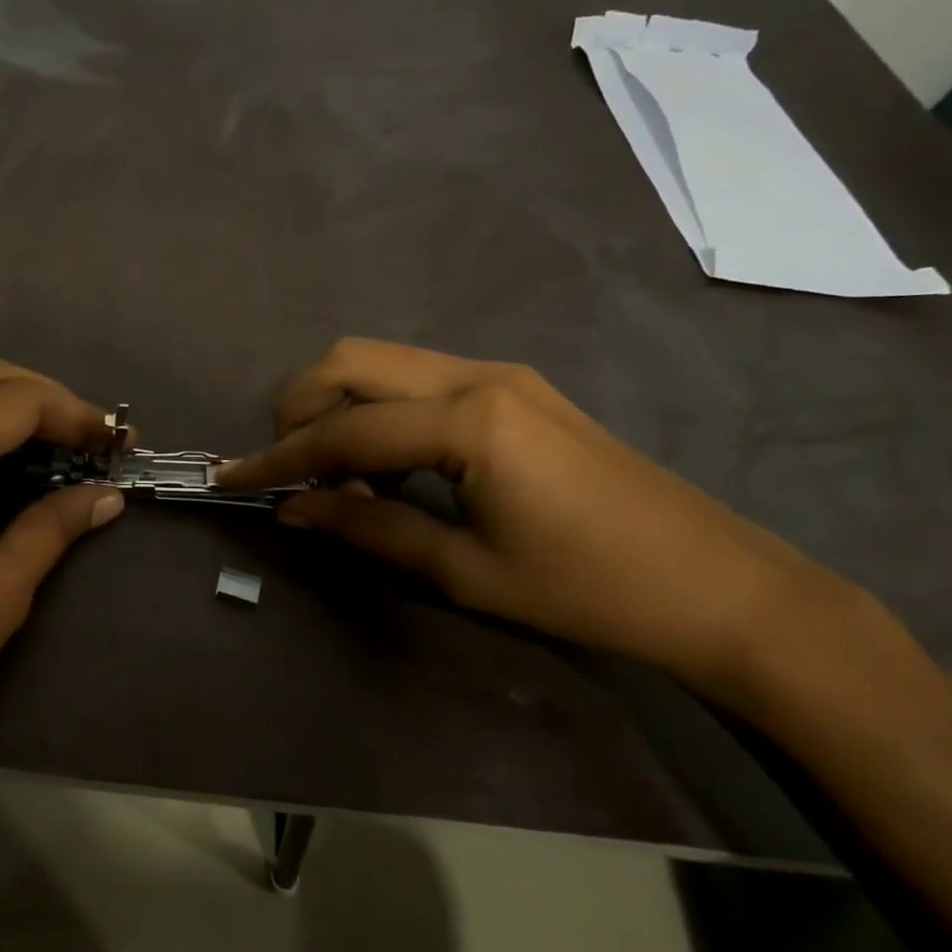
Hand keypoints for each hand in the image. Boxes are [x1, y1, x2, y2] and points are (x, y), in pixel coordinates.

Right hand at [218, 339, 872, 694]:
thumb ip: (368, 528)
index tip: (231, 478)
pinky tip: (388, 465)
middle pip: (351, 361)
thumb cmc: (590, 590)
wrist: (721, 586)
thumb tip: (293, 510)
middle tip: (290, 470)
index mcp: (469, 421)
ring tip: (338, 476)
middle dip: (300, 408)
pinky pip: (417, 380)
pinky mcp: (513, 388)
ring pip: (381, 361)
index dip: (280, 460)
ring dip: (339, 406)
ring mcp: (499, 373)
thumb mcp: (466, 571)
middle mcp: (477, 375)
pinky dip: (379, 410)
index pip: (344, 432)